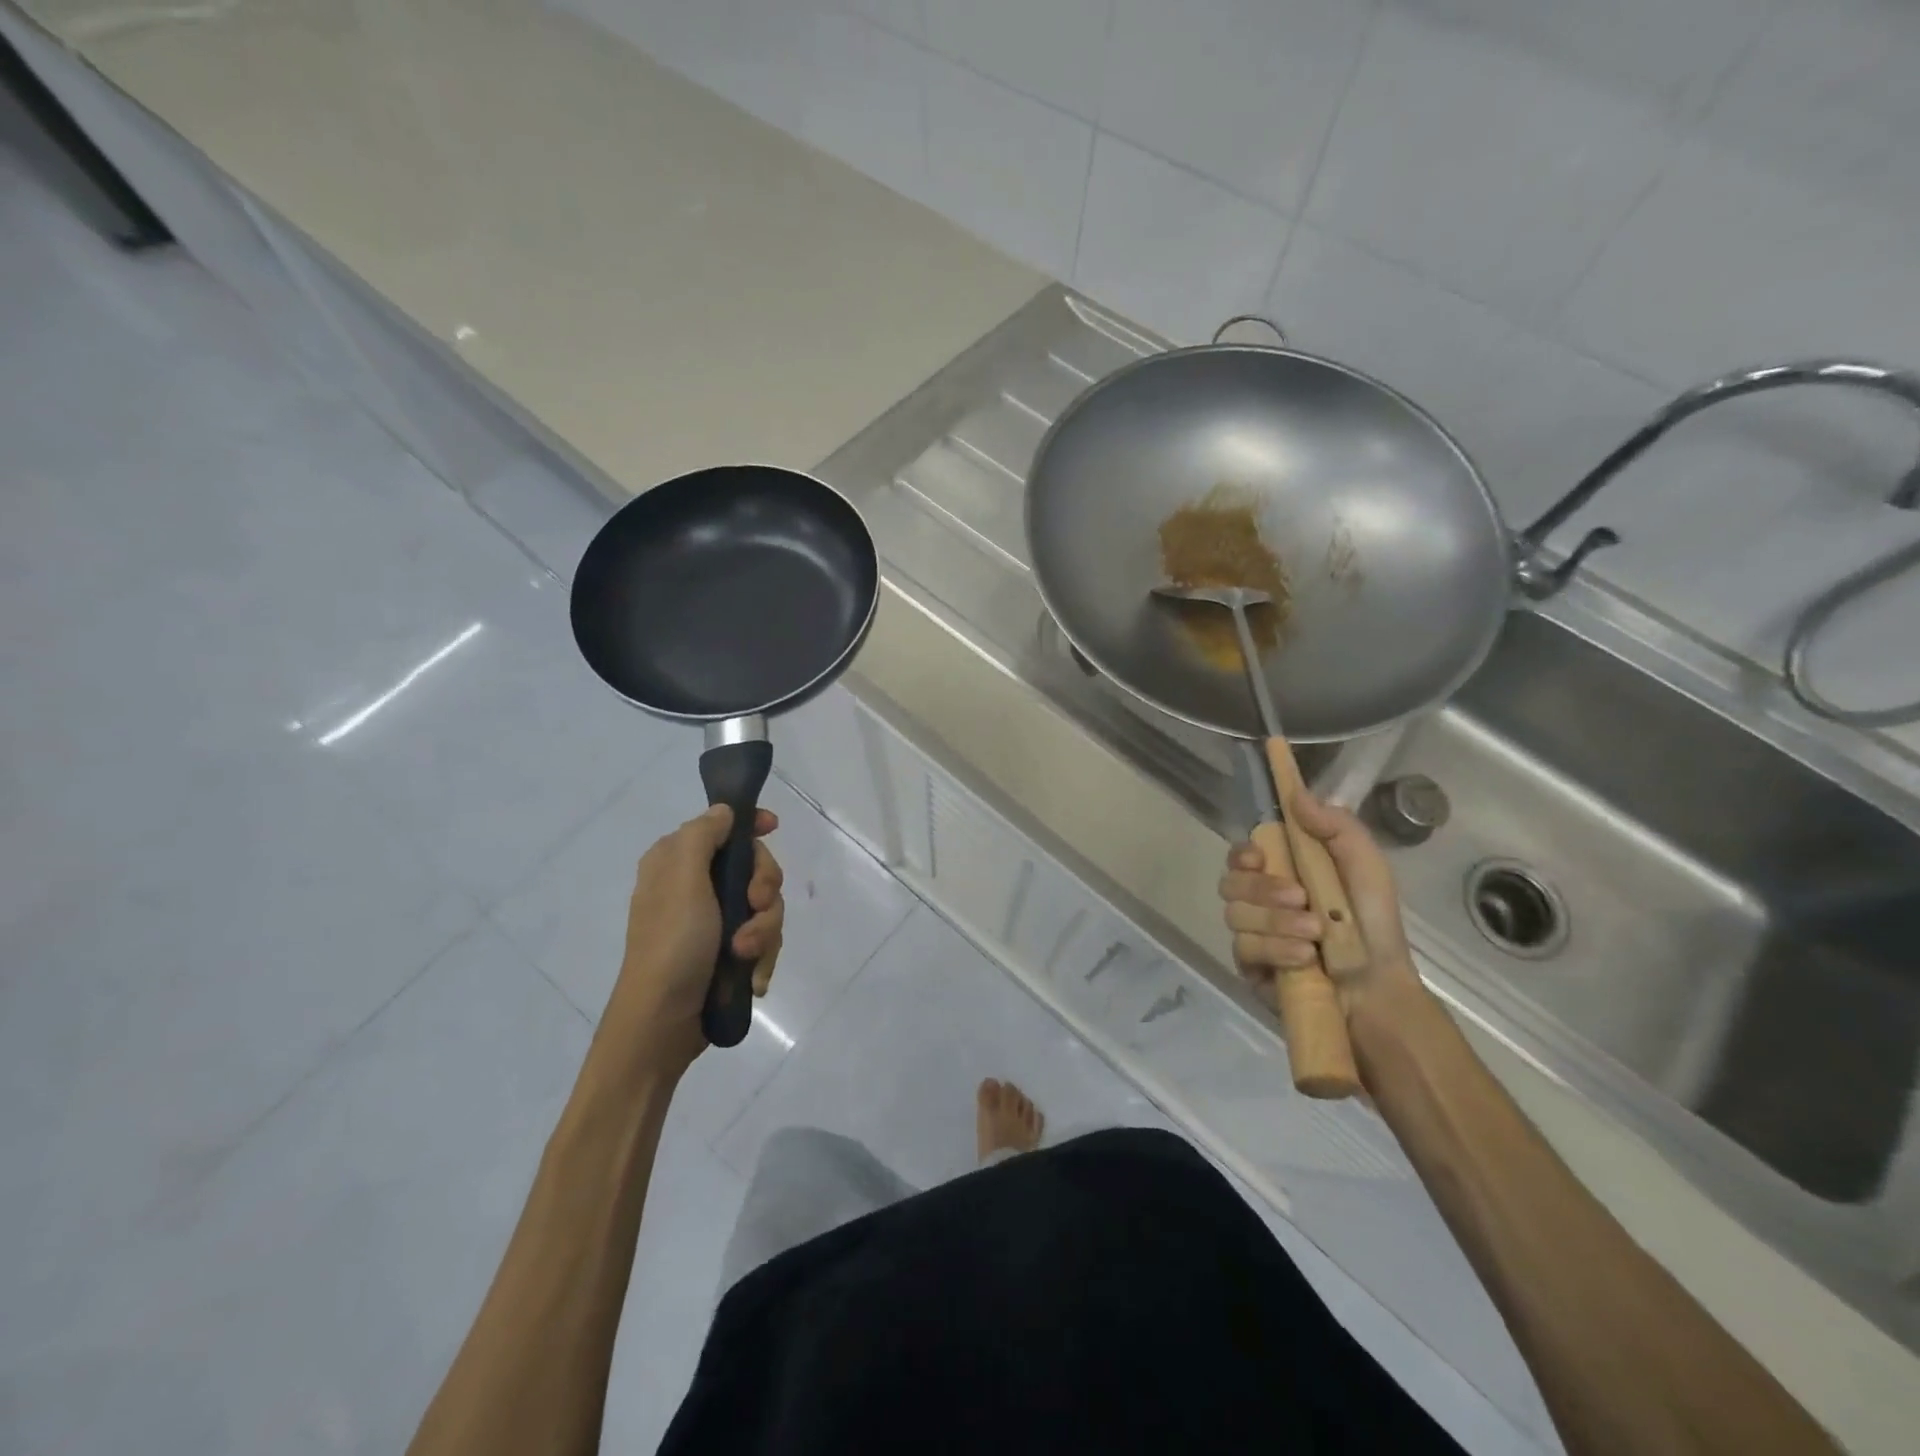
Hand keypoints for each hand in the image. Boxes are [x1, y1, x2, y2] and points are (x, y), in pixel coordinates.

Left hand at [602, 804, 784, 1075]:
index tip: (773, 828)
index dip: (750, 825)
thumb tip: (723, 812)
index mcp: (677, 862)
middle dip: (764, 890)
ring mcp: (712, 922)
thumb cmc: (672, 943)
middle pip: (753, 867)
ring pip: (764, 907)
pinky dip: (762, 956)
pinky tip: (754, 977)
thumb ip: (703, 835)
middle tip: (756, 907)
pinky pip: (762, 940)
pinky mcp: (726, 953)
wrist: (662, 1023)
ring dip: (764, 931)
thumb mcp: (682, 878)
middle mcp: (694, 887)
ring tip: (747, 956)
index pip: (722, 826)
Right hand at [1220, 792, 1420, 1012]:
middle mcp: (1260, 902)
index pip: (1240, 855)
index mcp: (1282, 873)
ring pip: (1236, 916)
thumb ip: (1335, 826)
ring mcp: (1252, 935)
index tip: (1258, 857)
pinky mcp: (1250, 967)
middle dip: (1262, 889)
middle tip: (1300, 897)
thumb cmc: (1372, 923)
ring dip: (1277, 921)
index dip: (1241, 853)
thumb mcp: (1365, 866)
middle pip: (1230, 883)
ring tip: (1314, 933)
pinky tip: (1304, 957)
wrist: (1380, 988)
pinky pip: (1244, 949)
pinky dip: (1275, 949)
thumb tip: (1295, 794)